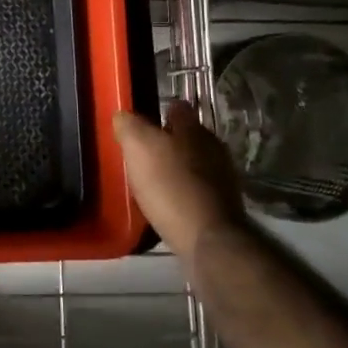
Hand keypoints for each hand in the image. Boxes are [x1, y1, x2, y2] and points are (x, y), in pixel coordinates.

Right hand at [114, 100, 245, 260]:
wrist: (209, 239)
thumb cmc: (171, 185)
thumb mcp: (139, 147)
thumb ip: (129, 125)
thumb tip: (123, 115)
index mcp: (193, 128)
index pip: (177, 107)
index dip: (158, 113)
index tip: (140, 125)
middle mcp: (214, 147)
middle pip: (187, 137)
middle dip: (168, 143)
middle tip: (142, 156)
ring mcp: (223, 177)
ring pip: (194, 163)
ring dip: (176, 169)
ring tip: (152, 183)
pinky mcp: (224, 206)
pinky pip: (198, 190)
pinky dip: (183, 193)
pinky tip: (168, 204)